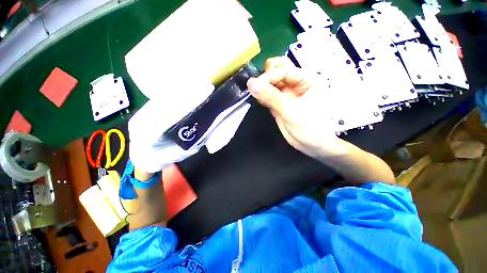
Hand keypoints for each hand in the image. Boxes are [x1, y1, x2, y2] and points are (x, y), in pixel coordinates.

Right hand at [247, 57, 345, 158]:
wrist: (312, 146)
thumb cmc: (309, 128)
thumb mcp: (290, 111)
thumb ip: (271, 97)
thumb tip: (251, 84)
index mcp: (307, 80)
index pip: (284, 70)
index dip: (269, 76)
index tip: (255, 85)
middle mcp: (297, 84)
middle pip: (279, 70)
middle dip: (267, 75)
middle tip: (257, 85)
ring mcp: (287, 94)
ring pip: (272, 82)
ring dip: (263, 85)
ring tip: (255, 92)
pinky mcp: (280, 104)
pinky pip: (269, 95)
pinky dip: (262, 95)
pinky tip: (258, 99)